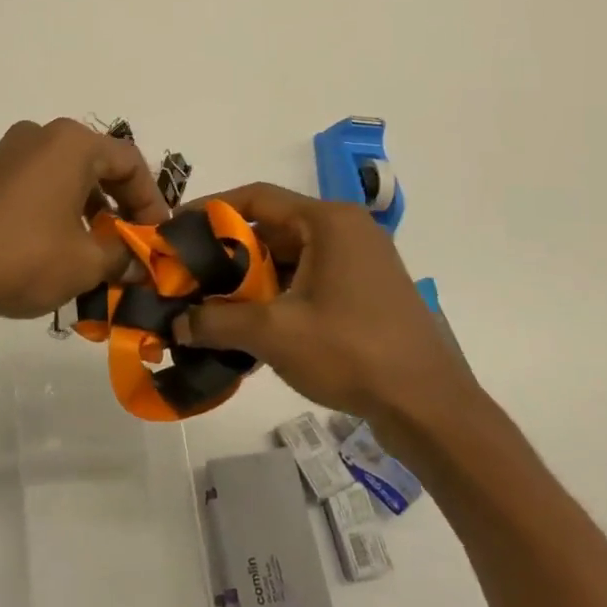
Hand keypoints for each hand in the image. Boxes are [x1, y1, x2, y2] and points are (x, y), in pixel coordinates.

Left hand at [0, 119, 169, 320]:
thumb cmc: (22, 258)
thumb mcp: (86, 263)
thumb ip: (124, 256)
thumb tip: (142, 262)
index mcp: (71, 143)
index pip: (131, 163)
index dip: (151, 202)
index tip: (157, 238)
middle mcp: (43, 135)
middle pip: (100, 165)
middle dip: (121, 207)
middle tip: (132, 245)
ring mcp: (12, 151)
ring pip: (70, 175)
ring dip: (92, 210)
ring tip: (99, 252)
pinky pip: (42, 182)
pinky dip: (62, 208)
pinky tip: (63, 246)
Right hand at [175, 183, 480, 435]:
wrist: (431, 408)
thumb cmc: (352, 352)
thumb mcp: (275, 334)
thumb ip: (218, 322)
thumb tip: (177, 324)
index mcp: (328, 221)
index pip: (256, 198)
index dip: (211, 210)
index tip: (176, 230)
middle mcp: (346, 229)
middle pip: (272, 228)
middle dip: (229, 253)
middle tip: (192, 275)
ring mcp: (361, 261)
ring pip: (290, 257)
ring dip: (253, 279)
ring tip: (215, 304)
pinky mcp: (367, 291)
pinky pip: (310, 278)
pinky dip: (279, 294)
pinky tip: (254, 325)